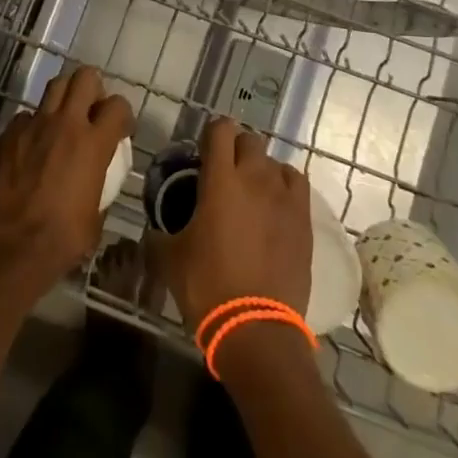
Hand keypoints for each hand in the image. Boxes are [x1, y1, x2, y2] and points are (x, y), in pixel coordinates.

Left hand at [0, 66, 133, 294]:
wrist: (13, 249)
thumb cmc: (63, 239)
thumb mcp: (96, 214)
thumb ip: (100, 184)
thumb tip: (96, 180)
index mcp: (94, 144)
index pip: (118, 105)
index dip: (122, 114)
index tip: (119, 129)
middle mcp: (66, 124)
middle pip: (85, 77)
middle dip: (92, 88)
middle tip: (91, 110)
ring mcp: (34, 125)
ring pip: (55, 86)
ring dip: (64, 96)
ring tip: (63, 117)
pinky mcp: (8, 135)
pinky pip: (26, 116)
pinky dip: (33, 125)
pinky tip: (31, 145)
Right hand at [157, 117, 312, 332]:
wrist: (256, 327)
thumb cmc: (207, 286)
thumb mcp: (169, 258)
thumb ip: (159, 234)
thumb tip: (153, 229)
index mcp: (220, 180)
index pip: (220, 130)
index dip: (210, 134)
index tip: (202, 152)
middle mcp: (255, 178)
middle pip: (249, 140)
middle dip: (235, 149)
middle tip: (224, 173)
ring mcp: (284, 197)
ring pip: (274, 161)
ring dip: (261, 168)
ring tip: (251, 191)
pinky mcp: (304, 218)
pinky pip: (296, 183)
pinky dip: (284, 185)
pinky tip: (275, 204)